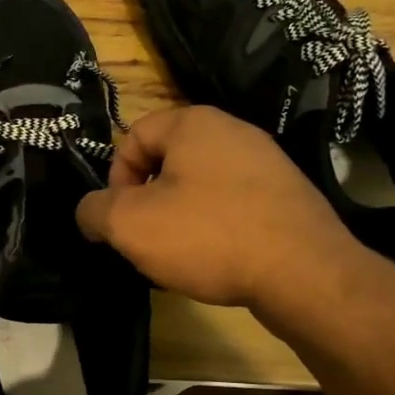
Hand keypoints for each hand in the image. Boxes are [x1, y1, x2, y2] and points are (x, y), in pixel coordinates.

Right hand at [74, 106, 363, 310]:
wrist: (305, 272)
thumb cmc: (208, 235)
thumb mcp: (129, 224)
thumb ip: (95, 211)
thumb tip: (89, 212)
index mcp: (193, 122)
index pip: (132, 137)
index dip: (115, 179)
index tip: (121, 220)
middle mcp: (233, 130)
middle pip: (167, 162)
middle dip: (148, 202)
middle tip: (148, 240)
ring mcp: (267, 162)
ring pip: (201, 185)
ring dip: (181, 218)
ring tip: (183, 256)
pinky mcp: (288, 194)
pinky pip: (235, 204)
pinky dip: (218, 228)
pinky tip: (220, 260)